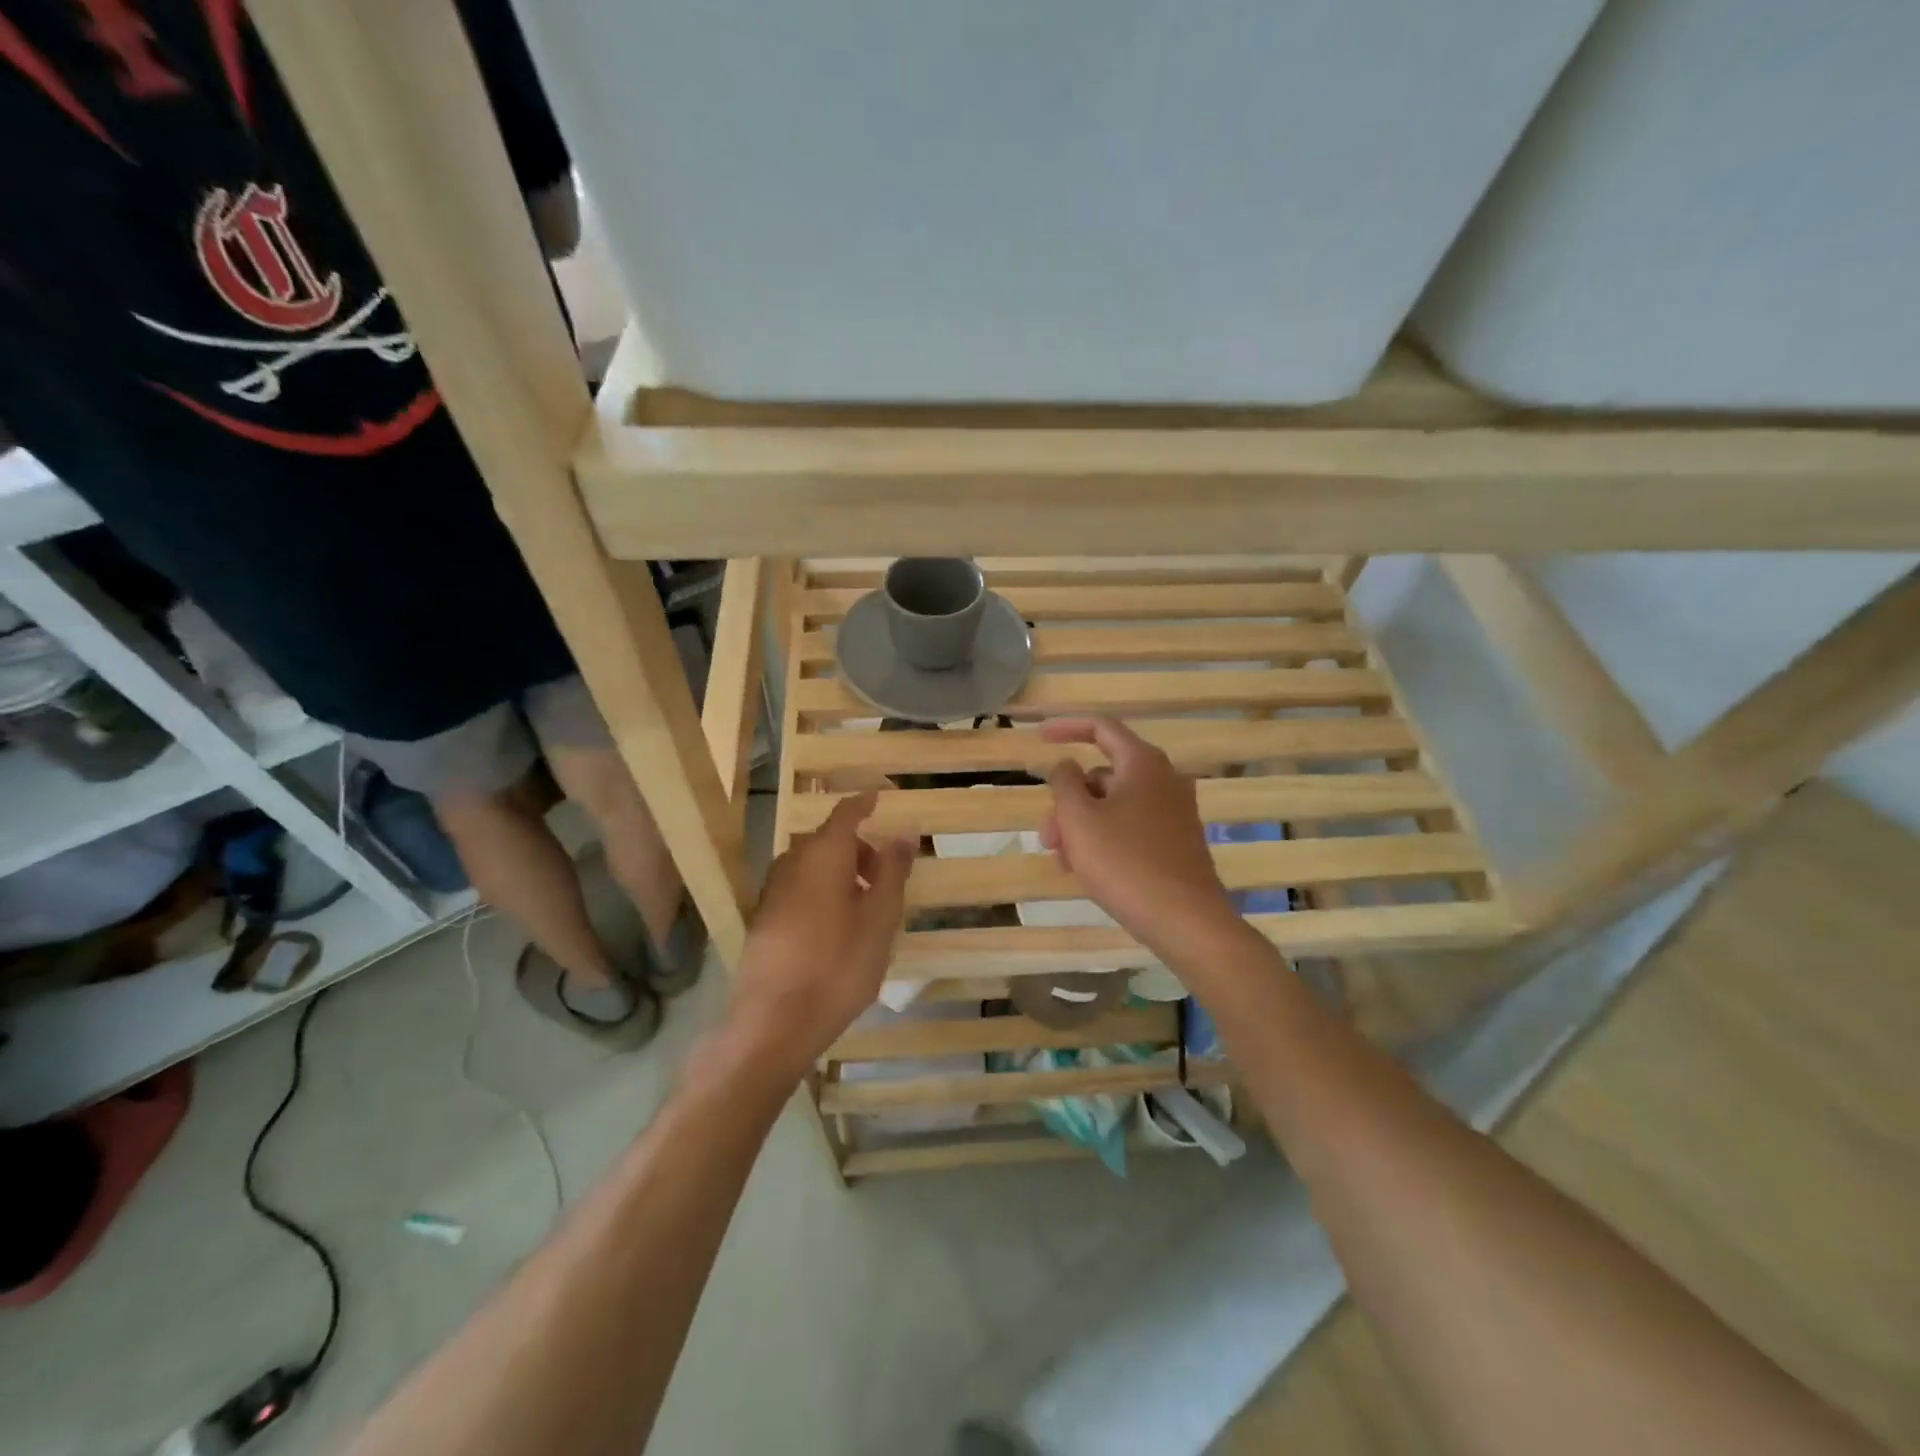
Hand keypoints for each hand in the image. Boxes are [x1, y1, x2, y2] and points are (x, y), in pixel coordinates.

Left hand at [724, 790, 914, 1083]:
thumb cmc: (838, 966)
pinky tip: (836, 926)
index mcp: (823, 855)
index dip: (865, 802)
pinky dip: (821, 890)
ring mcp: (772, 891)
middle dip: (858, 847)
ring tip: (866, 905)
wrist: (774, 1022)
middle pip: (828, 841)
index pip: (845, 813)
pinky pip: (799, 887)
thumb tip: (903, 833)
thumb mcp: (880, 919)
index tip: (883, 795)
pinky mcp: (763, 918)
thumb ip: (892, 871)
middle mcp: (791, 863)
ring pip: (812, 865)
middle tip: (886, 872)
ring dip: (840, 871)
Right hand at [1039, 717, 1238, 954]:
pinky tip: (1089, 872)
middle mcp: (1164, 780)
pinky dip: (1105, 839)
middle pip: (1103, 776)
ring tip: (1065, 863)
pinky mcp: (1177, 842)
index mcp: (1143, 763)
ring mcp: (1174, 812)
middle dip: (1068, 802)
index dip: (1067, 728)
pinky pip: (1131, 827)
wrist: (1185, 920)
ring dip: (1082, 826)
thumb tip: (1067, 766)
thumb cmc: (1125, 863)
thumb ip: (1065, 782)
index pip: (1102, 728)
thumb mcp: (1079, 819)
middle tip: (1048, 837)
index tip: (1038, 738)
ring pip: (1114, 806)